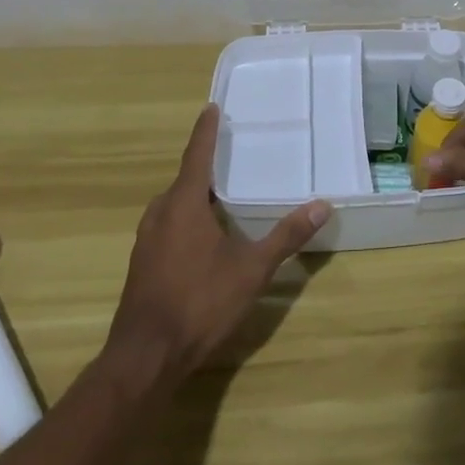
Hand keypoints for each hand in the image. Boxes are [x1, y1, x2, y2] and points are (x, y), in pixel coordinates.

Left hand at [105, 105, 328, 384]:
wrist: (145, 357)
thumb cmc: (199, 302)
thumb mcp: (251, 269)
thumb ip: (285, 236)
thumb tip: (322, 205)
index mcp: (183, 204)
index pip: (196, 155)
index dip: (205, 131)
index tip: (211, 107)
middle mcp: (160, 214)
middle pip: (185, 180)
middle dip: (205, 166)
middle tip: (230, 154)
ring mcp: (146, 240)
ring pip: (173, 205)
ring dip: (195, 195)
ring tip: (221, 194)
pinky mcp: (142, 264)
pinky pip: (167, 225)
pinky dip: (186, 218)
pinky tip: (203, 237)